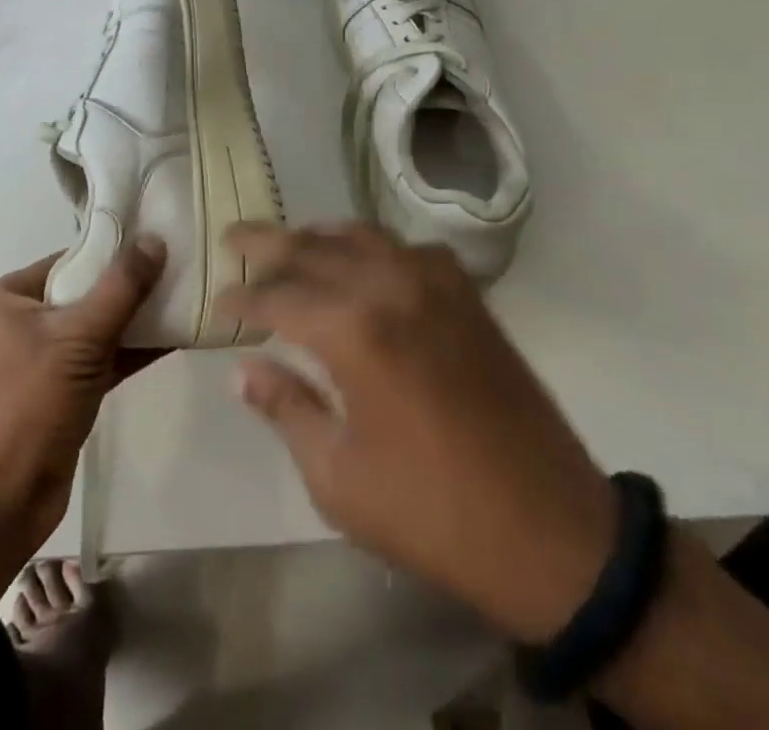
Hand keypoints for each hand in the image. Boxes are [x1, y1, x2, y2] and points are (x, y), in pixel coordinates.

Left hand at [0, 237, 166, 553]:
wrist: (2, 502)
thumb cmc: (30, 405)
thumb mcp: (79, 338)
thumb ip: (121, 288)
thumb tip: (155, 240)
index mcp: (16, 295)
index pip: (75, 256)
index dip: (118, 248)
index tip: (163, 238)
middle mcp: (30, 319)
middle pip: (91, 289)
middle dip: (135, 283)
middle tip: (184, 266)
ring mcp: (49, 356)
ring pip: (103, 324)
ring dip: (141, 317)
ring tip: (189, 297)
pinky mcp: (68, 389)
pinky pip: (108, 356)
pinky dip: (137, 348)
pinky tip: (176, 336)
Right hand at [219, 221, 616, 642]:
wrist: (550, 532)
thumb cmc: (431, 512)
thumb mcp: (338, 476)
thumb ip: (286, 408)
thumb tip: (242, 369)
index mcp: (353, 330)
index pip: (278, 295)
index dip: (242, 298)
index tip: (217, 304)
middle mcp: (391, 287)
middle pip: (314, 248)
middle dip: (267, 243)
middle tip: (233, 238)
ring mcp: (436, 284)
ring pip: (362, 236)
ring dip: (319, 236)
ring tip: (290, 242)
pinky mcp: (468, 297)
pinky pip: (409, 250)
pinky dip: (375, 247)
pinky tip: (366, 263)